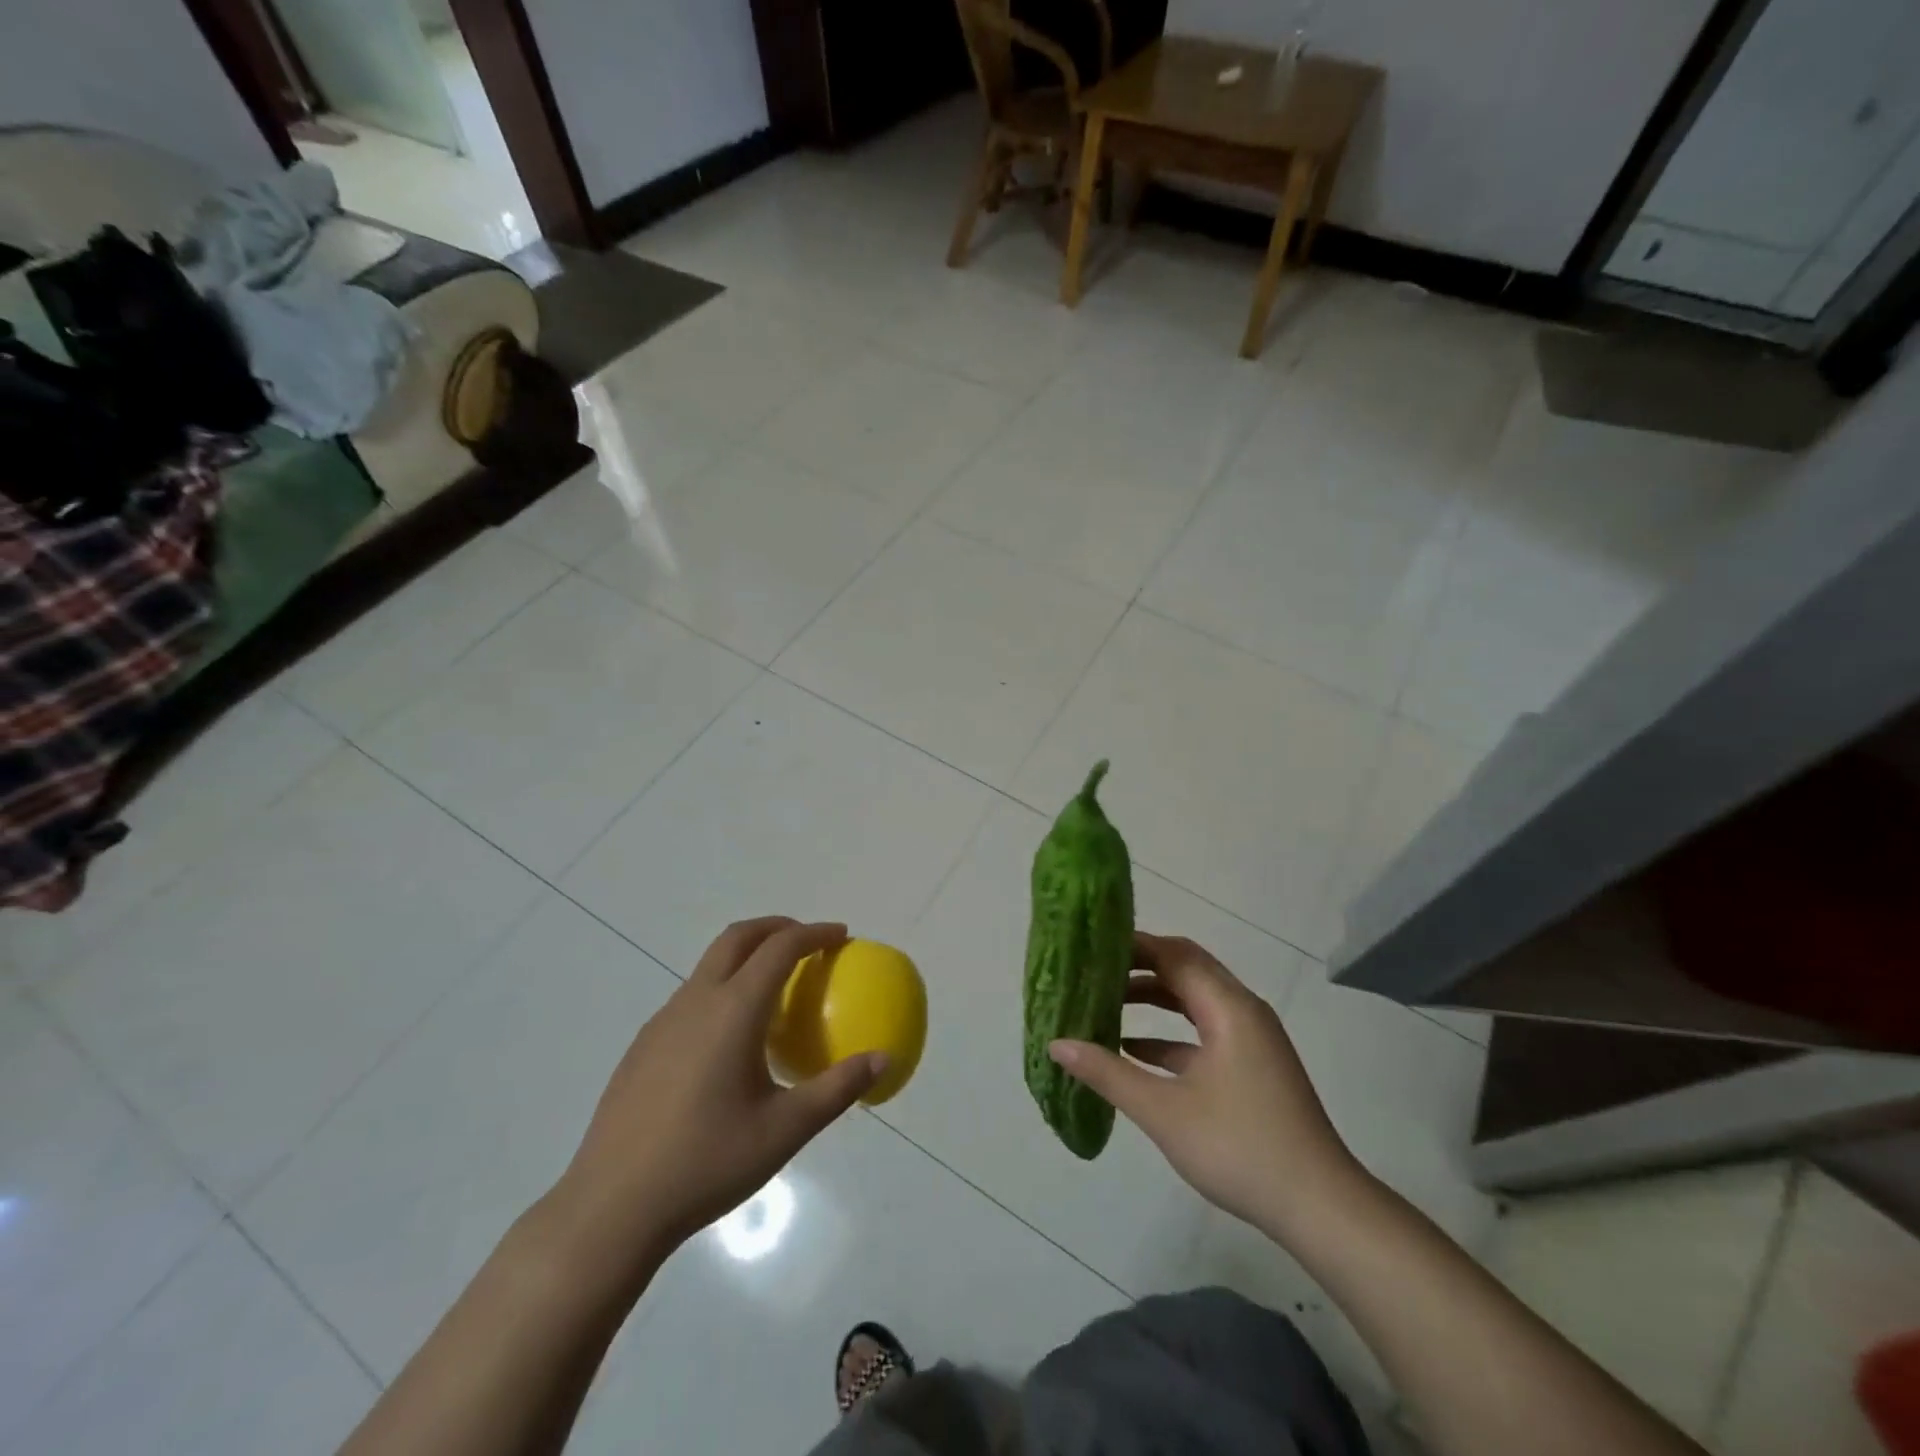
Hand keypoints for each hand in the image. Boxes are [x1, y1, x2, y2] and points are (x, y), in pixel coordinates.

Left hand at [547, 918, 884, 1275]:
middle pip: (738, 937)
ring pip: (711, 964)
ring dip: (747, 956)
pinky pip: (692, 996)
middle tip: (808, 942)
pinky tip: (731, 1039)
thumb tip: (883, 1059)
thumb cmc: (706, 1163)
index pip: (780, 948)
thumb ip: (837, 1089)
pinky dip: (723, 987)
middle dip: (777, 927)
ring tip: (775, 988)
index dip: (815, 933)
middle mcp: (696, 1001)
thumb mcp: (784, 1131)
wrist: (612, 1208)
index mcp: (733, 1011)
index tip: (841, 936)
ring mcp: (663, 1021)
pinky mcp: (644, 1044)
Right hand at [1048, 931, 1364, 1238]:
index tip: (1090, 944)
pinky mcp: (1250, 1066)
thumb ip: (1108, 1073)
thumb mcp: (1164, 1111)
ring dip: (1153, 998)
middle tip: (1092, 968)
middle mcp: (1242, 1011)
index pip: (1174, 954)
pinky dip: (1169, 1033)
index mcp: (1228, 1007)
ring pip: (1194, 1000)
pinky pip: (1203, 1032)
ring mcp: (1250, 1039)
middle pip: (1185, 969)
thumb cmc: (1241, 1148)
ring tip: (1104, 1002)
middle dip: (1139, 966)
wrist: (1320, 1208)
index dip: (1132, 945)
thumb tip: (1056, 1044)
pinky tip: (1132, 1050)